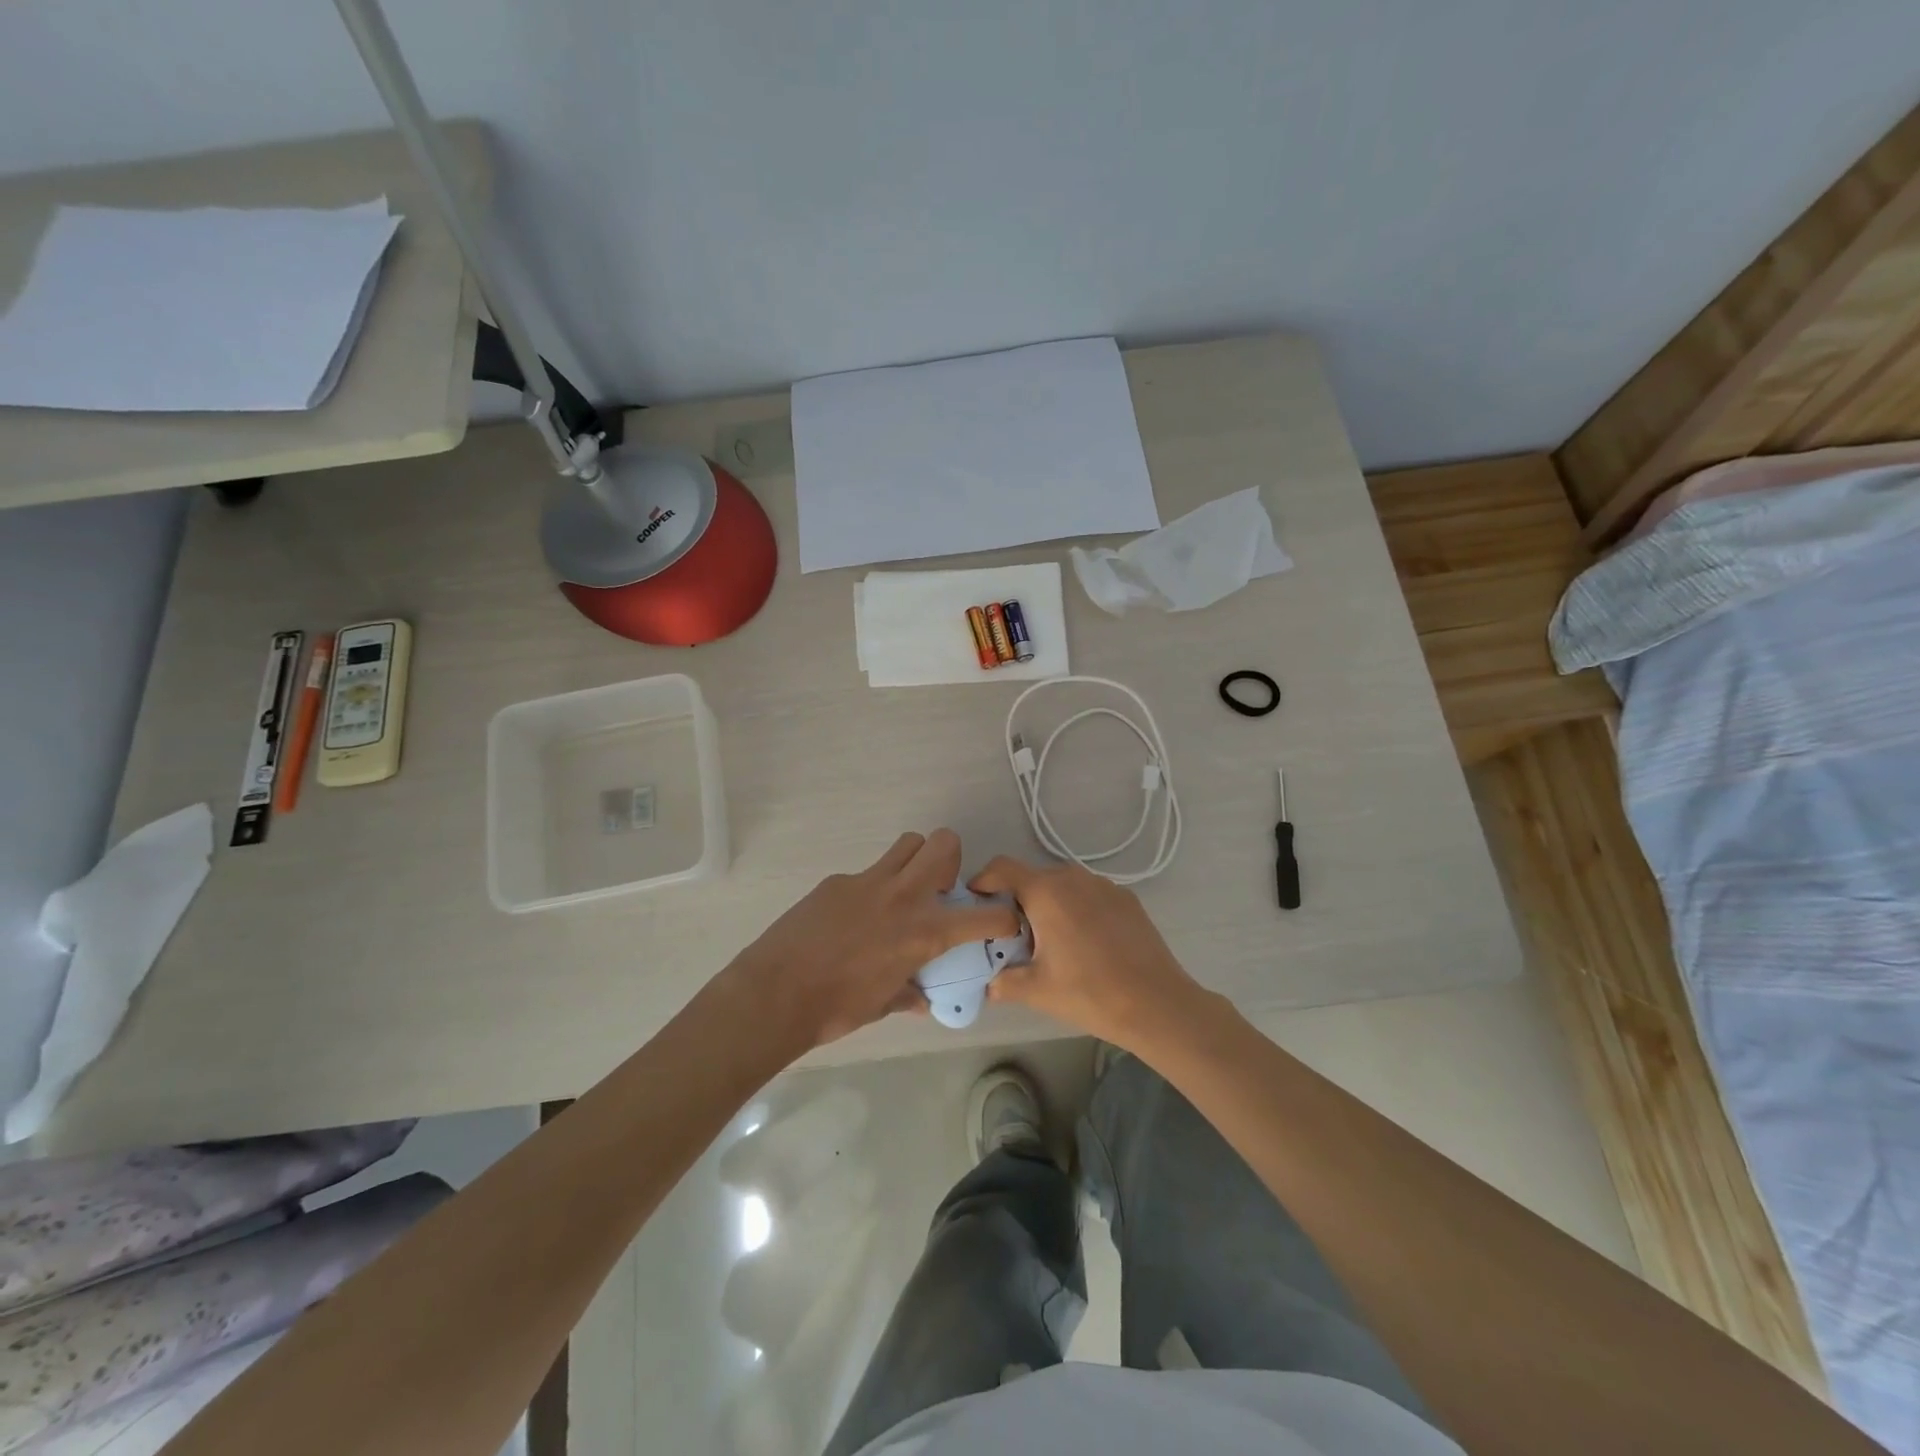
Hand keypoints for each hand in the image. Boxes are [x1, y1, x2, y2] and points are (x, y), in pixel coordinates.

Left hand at [723, 830, 1020, 1052]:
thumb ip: (909, 994)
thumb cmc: (836, 1009)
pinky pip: (867, 873)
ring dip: (915, 861)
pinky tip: (851, 919)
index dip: (1005, 918)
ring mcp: (868, 882)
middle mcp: (904, 896)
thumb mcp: (883, 1005)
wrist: (775, 993)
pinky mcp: (837, 881)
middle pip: (944, 843)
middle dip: (952, 859)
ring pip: (907, 844)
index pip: (986, 916)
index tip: (1003, 924)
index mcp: (924, 932)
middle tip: (939, 889)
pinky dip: (871, 889)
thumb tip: (921, 997)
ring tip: (902, 892)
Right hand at [968, 857, 1210, 1054]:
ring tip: (1051, 941)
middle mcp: (1073, 877)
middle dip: (1017, 900)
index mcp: (1046, 891)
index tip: (977, 905)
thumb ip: (1003, 981)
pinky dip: (1078, 909)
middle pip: (1033, 877)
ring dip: (1049, 904)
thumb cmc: (1089, 992)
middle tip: (1013, 935)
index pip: (1002, 867)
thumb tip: (987, 984)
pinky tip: (1086, 943)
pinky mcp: (1126, 898)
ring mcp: (1104, 885)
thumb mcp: (1036, 990)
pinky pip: (1089, 894)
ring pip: (1063, 885)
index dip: (984, 881)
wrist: (1157, 1004)